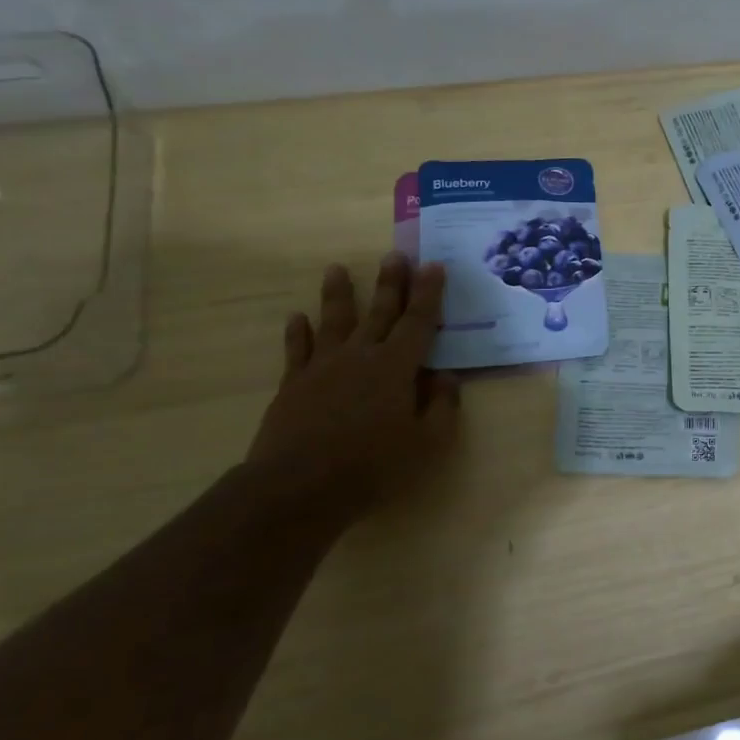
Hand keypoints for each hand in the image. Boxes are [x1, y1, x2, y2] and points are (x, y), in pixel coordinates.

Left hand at [245, 253, 460, 517]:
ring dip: (338, 294)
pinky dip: (298, 332)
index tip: (434, 266)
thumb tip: (446, 377)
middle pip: (379, 312)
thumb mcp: (427, 442)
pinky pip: (298, 350)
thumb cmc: (373, 465)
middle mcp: (361, 356)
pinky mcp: (294, 384)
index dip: (429, 294)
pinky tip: (296, 317)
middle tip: (395, 254)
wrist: (298, 486)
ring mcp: (323, 367)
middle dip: (390, 282)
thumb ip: (442, 406)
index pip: (418, 322)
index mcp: (397, 367)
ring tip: (336, 268)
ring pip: (334, 321)